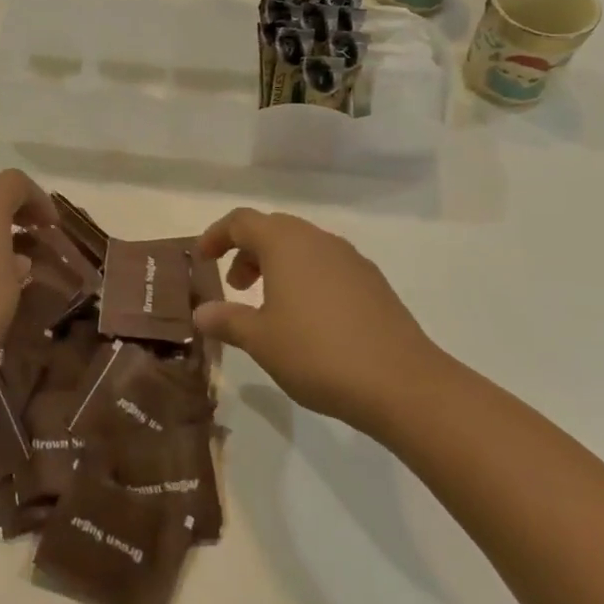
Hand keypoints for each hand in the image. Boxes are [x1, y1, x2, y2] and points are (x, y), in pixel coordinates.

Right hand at [194, 208, 442, 434]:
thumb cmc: (317, 353)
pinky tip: (308, 318)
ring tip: (269, 305)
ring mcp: (350, 259)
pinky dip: (306, 278)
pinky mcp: (373, 282)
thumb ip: (227, 320)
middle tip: (235, 285)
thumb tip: (201, 312)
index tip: (202, 258)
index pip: (241, 221)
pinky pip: (327, 266)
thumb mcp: (261, 340)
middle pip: (273, 229)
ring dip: (277, 265)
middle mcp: (318, 240)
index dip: (216, 236)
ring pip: (303, 247)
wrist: (402, 382)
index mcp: (286, 243)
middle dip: (247, 251)